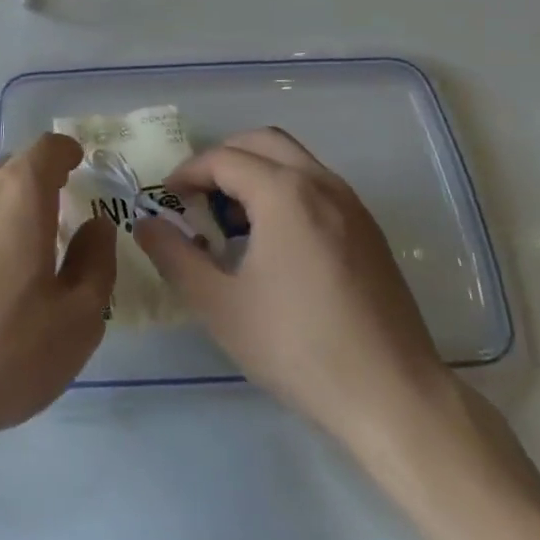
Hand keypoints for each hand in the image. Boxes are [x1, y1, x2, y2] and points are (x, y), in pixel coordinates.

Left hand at [0, 134, 113, 456]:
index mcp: (18, 193)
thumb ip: (96, 263)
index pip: (47, 148)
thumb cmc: (0, 350)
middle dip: (41, 186)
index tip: (80, 167)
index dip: (67, 153)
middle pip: (14, 169)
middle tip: (63, 224)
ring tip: (25, 259)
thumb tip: (96, 226)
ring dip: (9, 214)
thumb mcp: (76, 319)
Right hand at [134, 128, 454, 466]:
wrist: (393, 397)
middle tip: (196, 198)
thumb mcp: (219, 305)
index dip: (187, 174)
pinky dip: (284, 190)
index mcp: (285, 193)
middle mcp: (321, 184)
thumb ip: (174, 256)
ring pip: (293, 160)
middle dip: (221, 160)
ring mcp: (351, 205)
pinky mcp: (368, 230)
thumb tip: (145, 224)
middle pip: (261, 142)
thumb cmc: (297, 347)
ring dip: (255, 172)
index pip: (223, 159)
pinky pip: (316, 185)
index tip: (166, 201)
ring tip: (231, 221)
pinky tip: (272, 242)